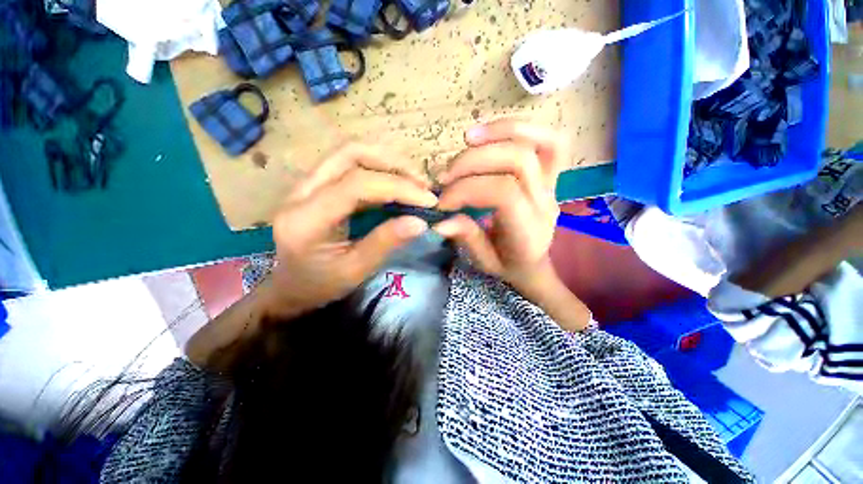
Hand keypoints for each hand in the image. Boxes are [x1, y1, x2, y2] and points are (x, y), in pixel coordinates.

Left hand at [266, 142, 437, 317]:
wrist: (289, 287)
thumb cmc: (320, 285)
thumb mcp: (356, 270)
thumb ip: (385, 243)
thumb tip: (420, 222)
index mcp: (306, 219)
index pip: (356, 185)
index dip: (398, 187)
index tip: (428, 199)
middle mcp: (300, 192)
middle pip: (350, 153)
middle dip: (393, 163)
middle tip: (422, 183)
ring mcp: (305, 184)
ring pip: (350, 153)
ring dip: (387, 161)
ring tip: (414, 180)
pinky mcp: (316, 185)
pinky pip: (350, 165)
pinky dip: (379, 169)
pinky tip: (396, 183)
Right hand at [433, 119, 565, 291]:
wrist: (533, 264)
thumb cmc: (508, 265)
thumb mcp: (484, 262)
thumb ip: (467, 239)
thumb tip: (440, 222)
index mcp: (528, 230)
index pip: (503, 193)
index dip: (467, 190)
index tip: (442, 202)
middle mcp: (544, 202)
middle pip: (518, 161)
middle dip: (474, 162)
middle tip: (445, 176)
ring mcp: (551, 185)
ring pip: (538, 143)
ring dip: (498, 134)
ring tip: (466, 139)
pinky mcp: (550, 174)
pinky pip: (549, 140)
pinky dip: (519, 128)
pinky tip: (489, 134)